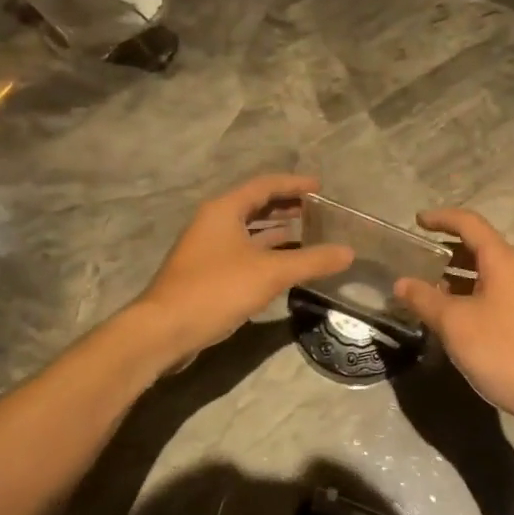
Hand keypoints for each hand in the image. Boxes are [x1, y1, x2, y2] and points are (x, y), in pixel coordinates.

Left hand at [134, 174, 351, 363]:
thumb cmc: (216, 290)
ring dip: (276, 230)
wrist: (165, 330)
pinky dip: (265, 252)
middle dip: (286, 206)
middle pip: (255, 205)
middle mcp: (213, 222)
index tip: (320, 186)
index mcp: (224, 210)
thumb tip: (349, 252)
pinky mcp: (206, 273)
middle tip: (318, 211)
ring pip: (248, 231)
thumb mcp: (270, 273)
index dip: (294, 184)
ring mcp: (207, 248)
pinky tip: (284, 265)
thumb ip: (311, 260)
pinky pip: (242, 252)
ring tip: (308, 234)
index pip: (264, 185)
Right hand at [394, 208, 513, 443]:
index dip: (442, 218)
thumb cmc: (503, 350)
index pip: (470, 223)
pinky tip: (449, 318)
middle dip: (446, 248)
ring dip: (455, 276)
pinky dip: (467, 296)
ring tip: (424, 288)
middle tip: (415, 258)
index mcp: (502, 261)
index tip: (416, 221)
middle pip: (478, 247)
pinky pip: (490, 296)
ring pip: (484, 274)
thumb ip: (424, 299)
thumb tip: (401, 283)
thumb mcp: (454, 323)